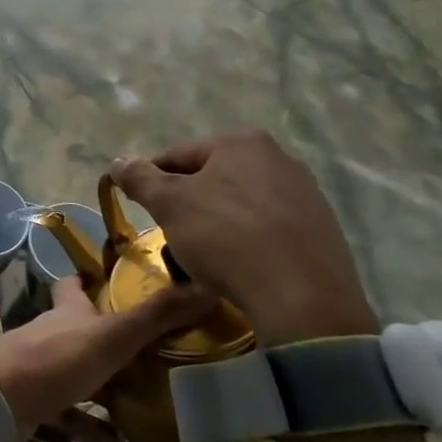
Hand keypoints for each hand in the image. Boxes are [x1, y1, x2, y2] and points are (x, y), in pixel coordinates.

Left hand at [0, 275, 216, 440]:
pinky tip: (117, 441)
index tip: (112, 281)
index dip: (88, 280)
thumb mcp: (113, 334)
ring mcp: (40, 367)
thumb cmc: (58, 357)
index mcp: (67, 310)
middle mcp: (52, 333)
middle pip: (78, 328)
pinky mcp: (35, 402)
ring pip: (76, 371)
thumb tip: (206, 286)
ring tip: (143, 395)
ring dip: (103, 382)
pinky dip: (90, 424)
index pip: (74, 284)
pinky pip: (68, 413)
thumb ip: (155, 315)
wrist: (1, 399)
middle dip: (106, 336)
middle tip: (148, 349)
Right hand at [111, 131, 377, 346]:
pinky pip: (270, 228)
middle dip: (188, 204)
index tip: (141, 209)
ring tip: (205, 256)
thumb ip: (139, 178)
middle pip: (212, 178)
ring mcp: (306, 194)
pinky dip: (249, 241)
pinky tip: (241, 265)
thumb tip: (118, 162)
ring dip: (218, 223)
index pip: (178, 156)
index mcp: (241, 142)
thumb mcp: (169, 205)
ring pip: (241, 204)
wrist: (303, 298)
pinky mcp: (323, 230)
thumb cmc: (227, 238)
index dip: (152, 182)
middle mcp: (279, 158)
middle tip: (172, 235)